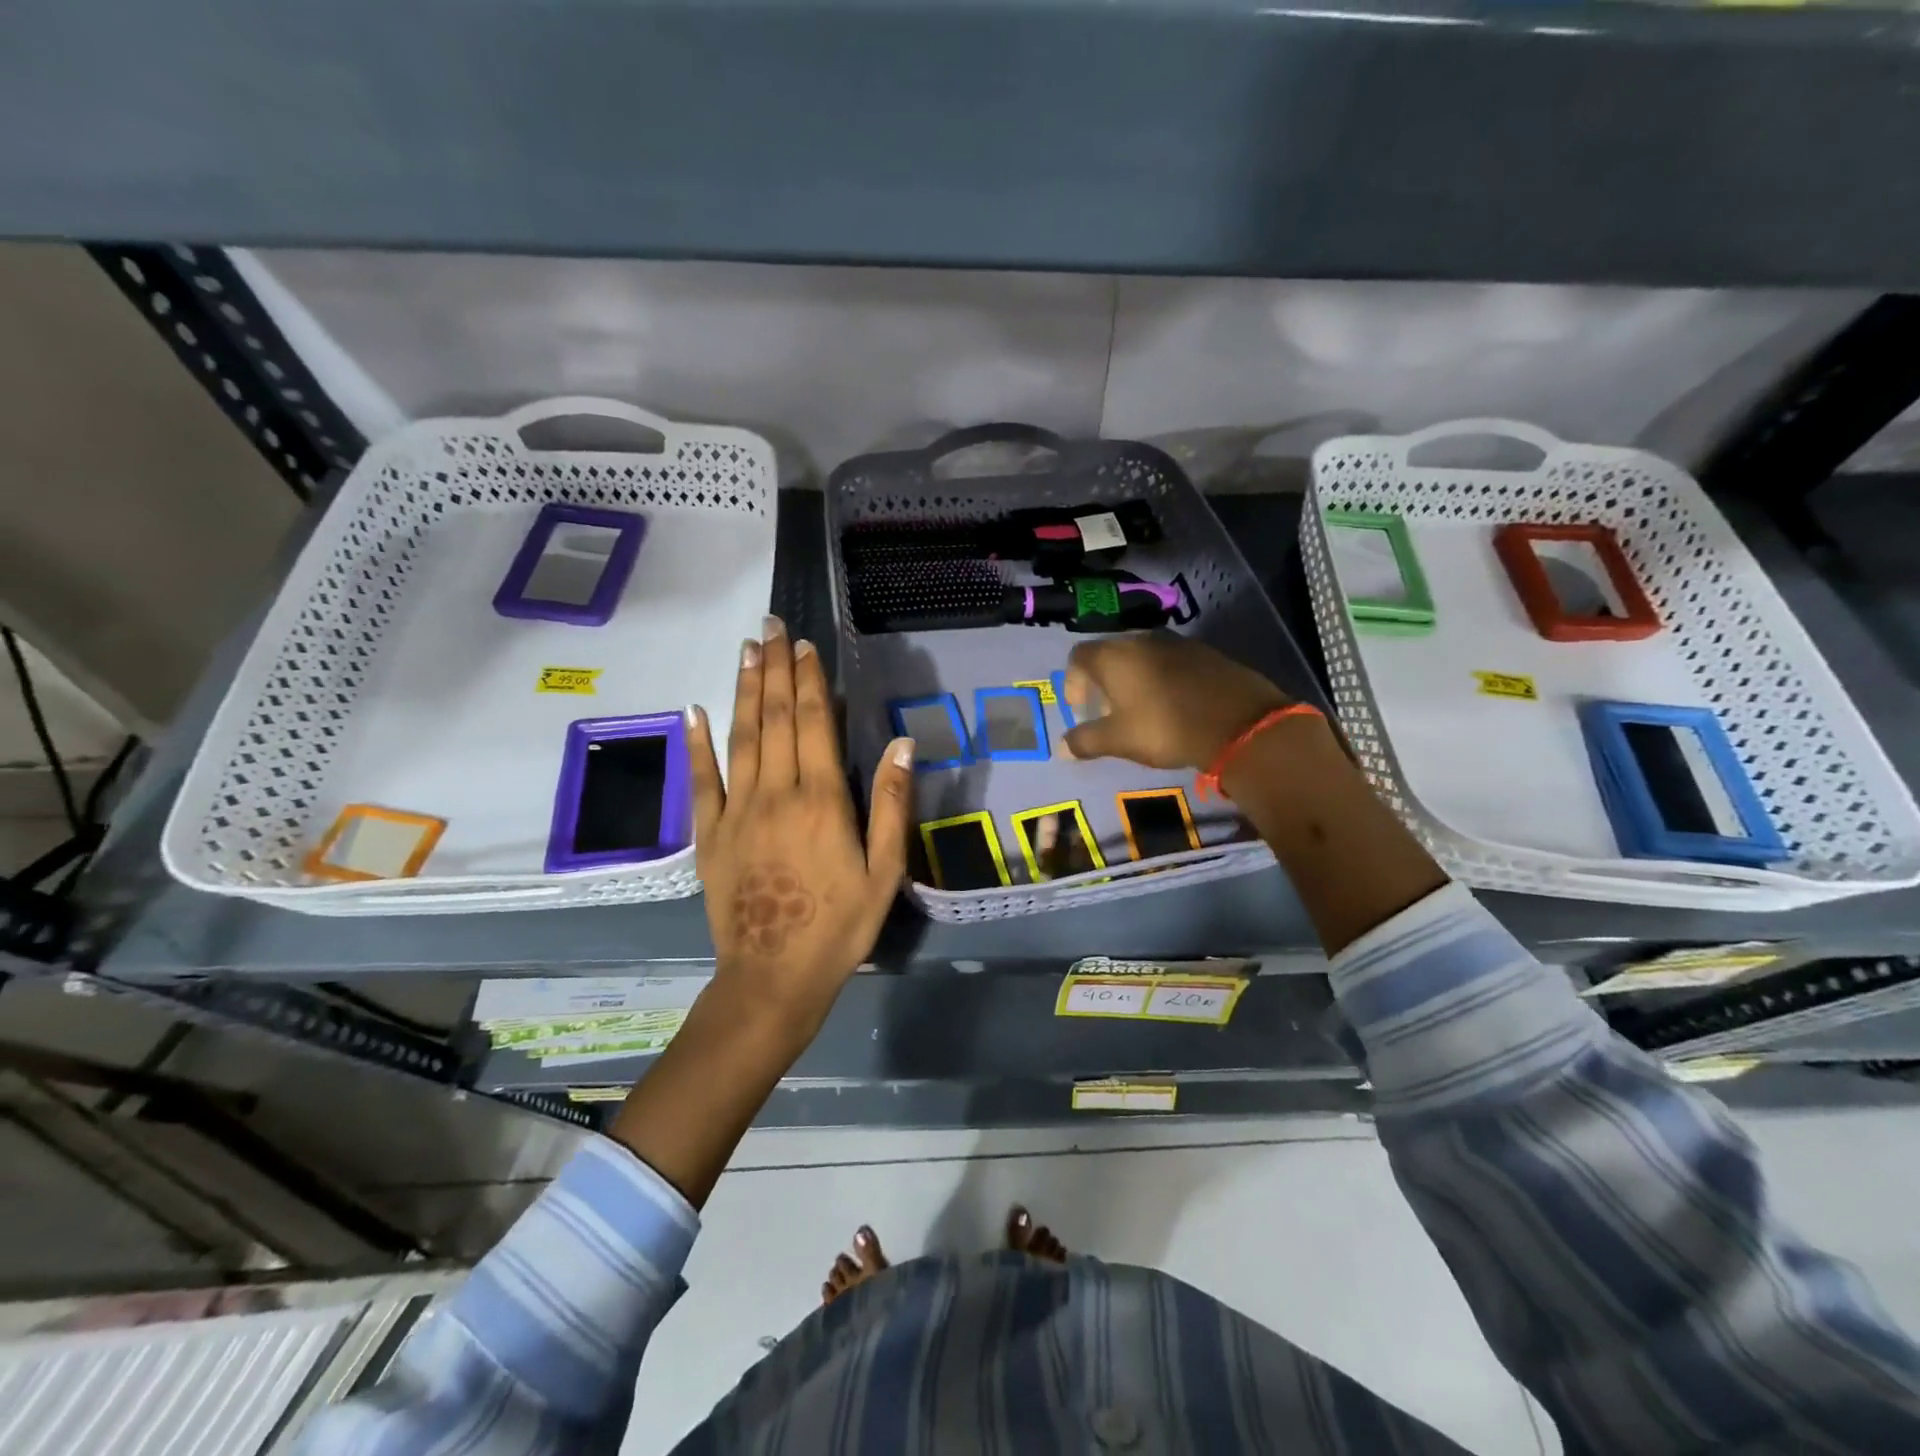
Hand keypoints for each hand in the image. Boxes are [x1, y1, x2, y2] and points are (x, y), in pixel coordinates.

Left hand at [688, 617, 912, 1033]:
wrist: (774, 978)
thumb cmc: (839, 926)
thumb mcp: (884, 872)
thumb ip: (891, 804)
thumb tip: (903, 742)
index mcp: (821, 801)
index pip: (814, 724)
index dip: (810, 681)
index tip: (804, 645)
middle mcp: (775, 794)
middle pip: (775, 719)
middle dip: (774, 669)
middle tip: (770, 626)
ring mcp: (736, 812)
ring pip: (740, 738)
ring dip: (744, 691)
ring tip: (745, 651)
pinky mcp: (709, 836)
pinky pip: (701, 781)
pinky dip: (696, 744)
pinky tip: (694, 711)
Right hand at [1061, 632, 1289, 769]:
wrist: (1237, 722)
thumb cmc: (1164, 727)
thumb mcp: (1119, 740)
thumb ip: (1086, 740)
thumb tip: (1063, 747)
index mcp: (1114, 656)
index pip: (1078, 656)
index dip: (1073, 682)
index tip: (1082, 710)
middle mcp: (1141, 640)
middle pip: (1110, 654)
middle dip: (1103, 681)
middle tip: (1108, 711)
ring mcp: (1176, 643)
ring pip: (1142, 657)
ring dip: (1133, 679)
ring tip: (1140, 710)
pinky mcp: (1205, 653)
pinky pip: (1170, 662)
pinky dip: (1162, 679)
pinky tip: (1172, 704)